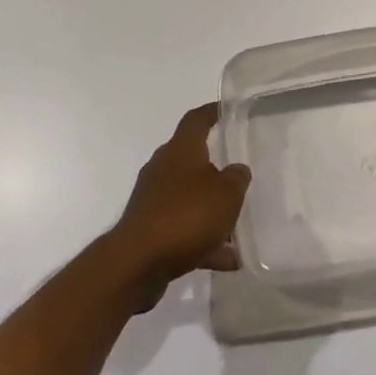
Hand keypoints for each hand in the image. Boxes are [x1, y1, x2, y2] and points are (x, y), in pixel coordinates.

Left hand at [108, 104, 251, 302]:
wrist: (136, 264)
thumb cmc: (185, 215)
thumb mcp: (226, 194)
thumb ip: (237, 178)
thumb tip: (236, 170)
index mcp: (181, 150)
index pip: (196, 120)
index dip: (211, 112)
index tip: (225, 110)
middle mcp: (163, 169)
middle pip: (192, 160)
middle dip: (215, 167)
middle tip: (239, 174)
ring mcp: (154, 200)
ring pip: (189, 198)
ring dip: (212, 211)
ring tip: (239, 227)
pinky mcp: (150, 231)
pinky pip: (184, 230)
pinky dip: (204, 241)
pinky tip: (228, 259)